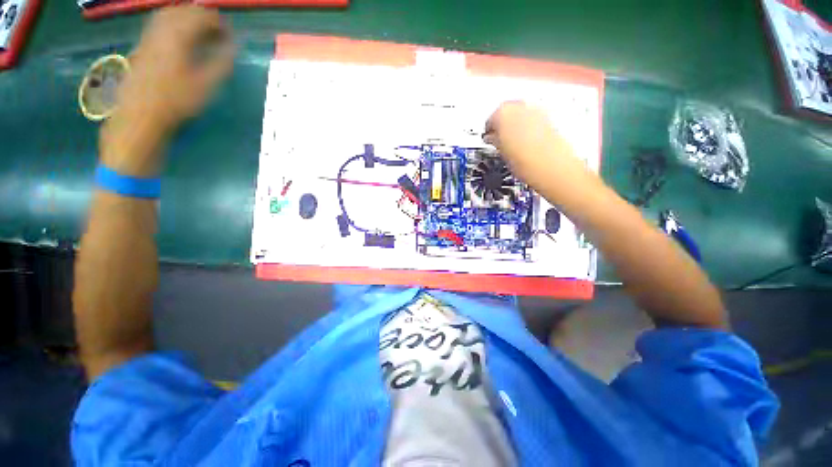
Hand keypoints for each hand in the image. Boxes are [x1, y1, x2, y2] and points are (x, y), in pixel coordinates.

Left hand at [118, 5, 234, 132]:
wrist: (141, 114)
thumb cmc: (177, 101)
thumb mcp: (206, 85)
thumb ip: (222, 63)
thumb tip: (234, 47)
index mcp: (179, 37)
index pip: (201, 17)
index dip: (219, 22)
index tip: (231, 33)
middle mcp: (162, 30)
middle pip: (184, 11)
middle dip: (203, 16)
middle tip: (217, 30)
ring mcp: (149, 36)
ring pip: (169, 14)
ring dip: (187, 17)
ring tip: (201, 30)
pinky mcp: (143, 45)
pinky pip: (159, 24)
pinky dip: (173, 24)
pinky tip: (181, 36)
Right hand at [484, 102, 593, 197]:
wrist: (550, 166)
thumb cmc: (523, 161)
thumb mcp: (501, 152)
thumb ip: (494, 140)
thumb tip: (492, 138)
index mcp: (502, 113)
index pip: (490, 120)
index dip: (489, 131)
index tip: (489, 139)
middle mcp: (519, 106)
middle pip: (506, 112)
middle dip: (502, 124)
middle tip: (500, 139)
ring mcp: (536, 110)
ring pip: (520, 114)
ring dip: (515, 124)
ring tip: (514, 142)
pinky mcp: (548, 117)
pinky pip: (532, 118)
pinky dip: (527, 126)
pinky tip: (526, 141)